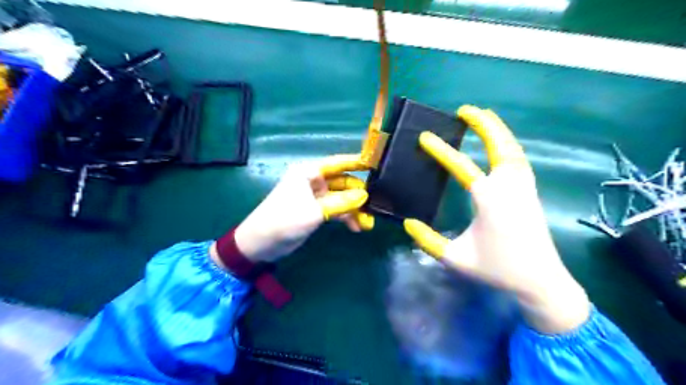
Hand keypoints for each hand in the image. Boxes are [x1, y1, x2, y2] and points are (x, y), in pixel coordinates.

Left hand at [230, 154, 372, 262]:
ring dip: (354, 209)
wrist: (260, 244)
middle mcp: (313, 181)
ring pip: (341, 198)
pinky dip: (346, 217)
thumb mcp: (315, 211)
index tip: (376, 163)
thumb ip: (341, 203)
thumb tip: (365, 195)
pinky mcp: (316, 211)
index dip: (356, 162)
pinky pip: (336, 210)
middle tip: (375, 206)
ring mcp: (315, 197)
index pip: (338, 163)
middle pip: (343, 182)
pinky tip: (356, 227)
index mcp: (309, 173)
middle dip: (358, 194)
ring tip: (368, 224)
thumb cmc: (284, 220)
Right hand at [403, 105, 589, 332]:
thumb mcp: (455, 258)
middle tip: (465, 110)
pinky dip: (509, 144)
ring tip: (484, 117)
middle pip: (499, 145)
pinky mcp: (531, 193)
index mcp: (489, 200)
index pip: (463, 167)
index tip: (425, 137)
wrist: (541, 282)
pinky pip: (519, 159)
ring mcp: (524, 188)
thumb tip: (408, 223)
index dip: (441, 151)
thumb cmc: (497, 270)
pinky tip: (500, 144)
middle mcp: (509, 187)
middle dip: (483, 124)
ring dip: (498, 130)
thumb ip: (428, 240)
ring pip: (513, 149)